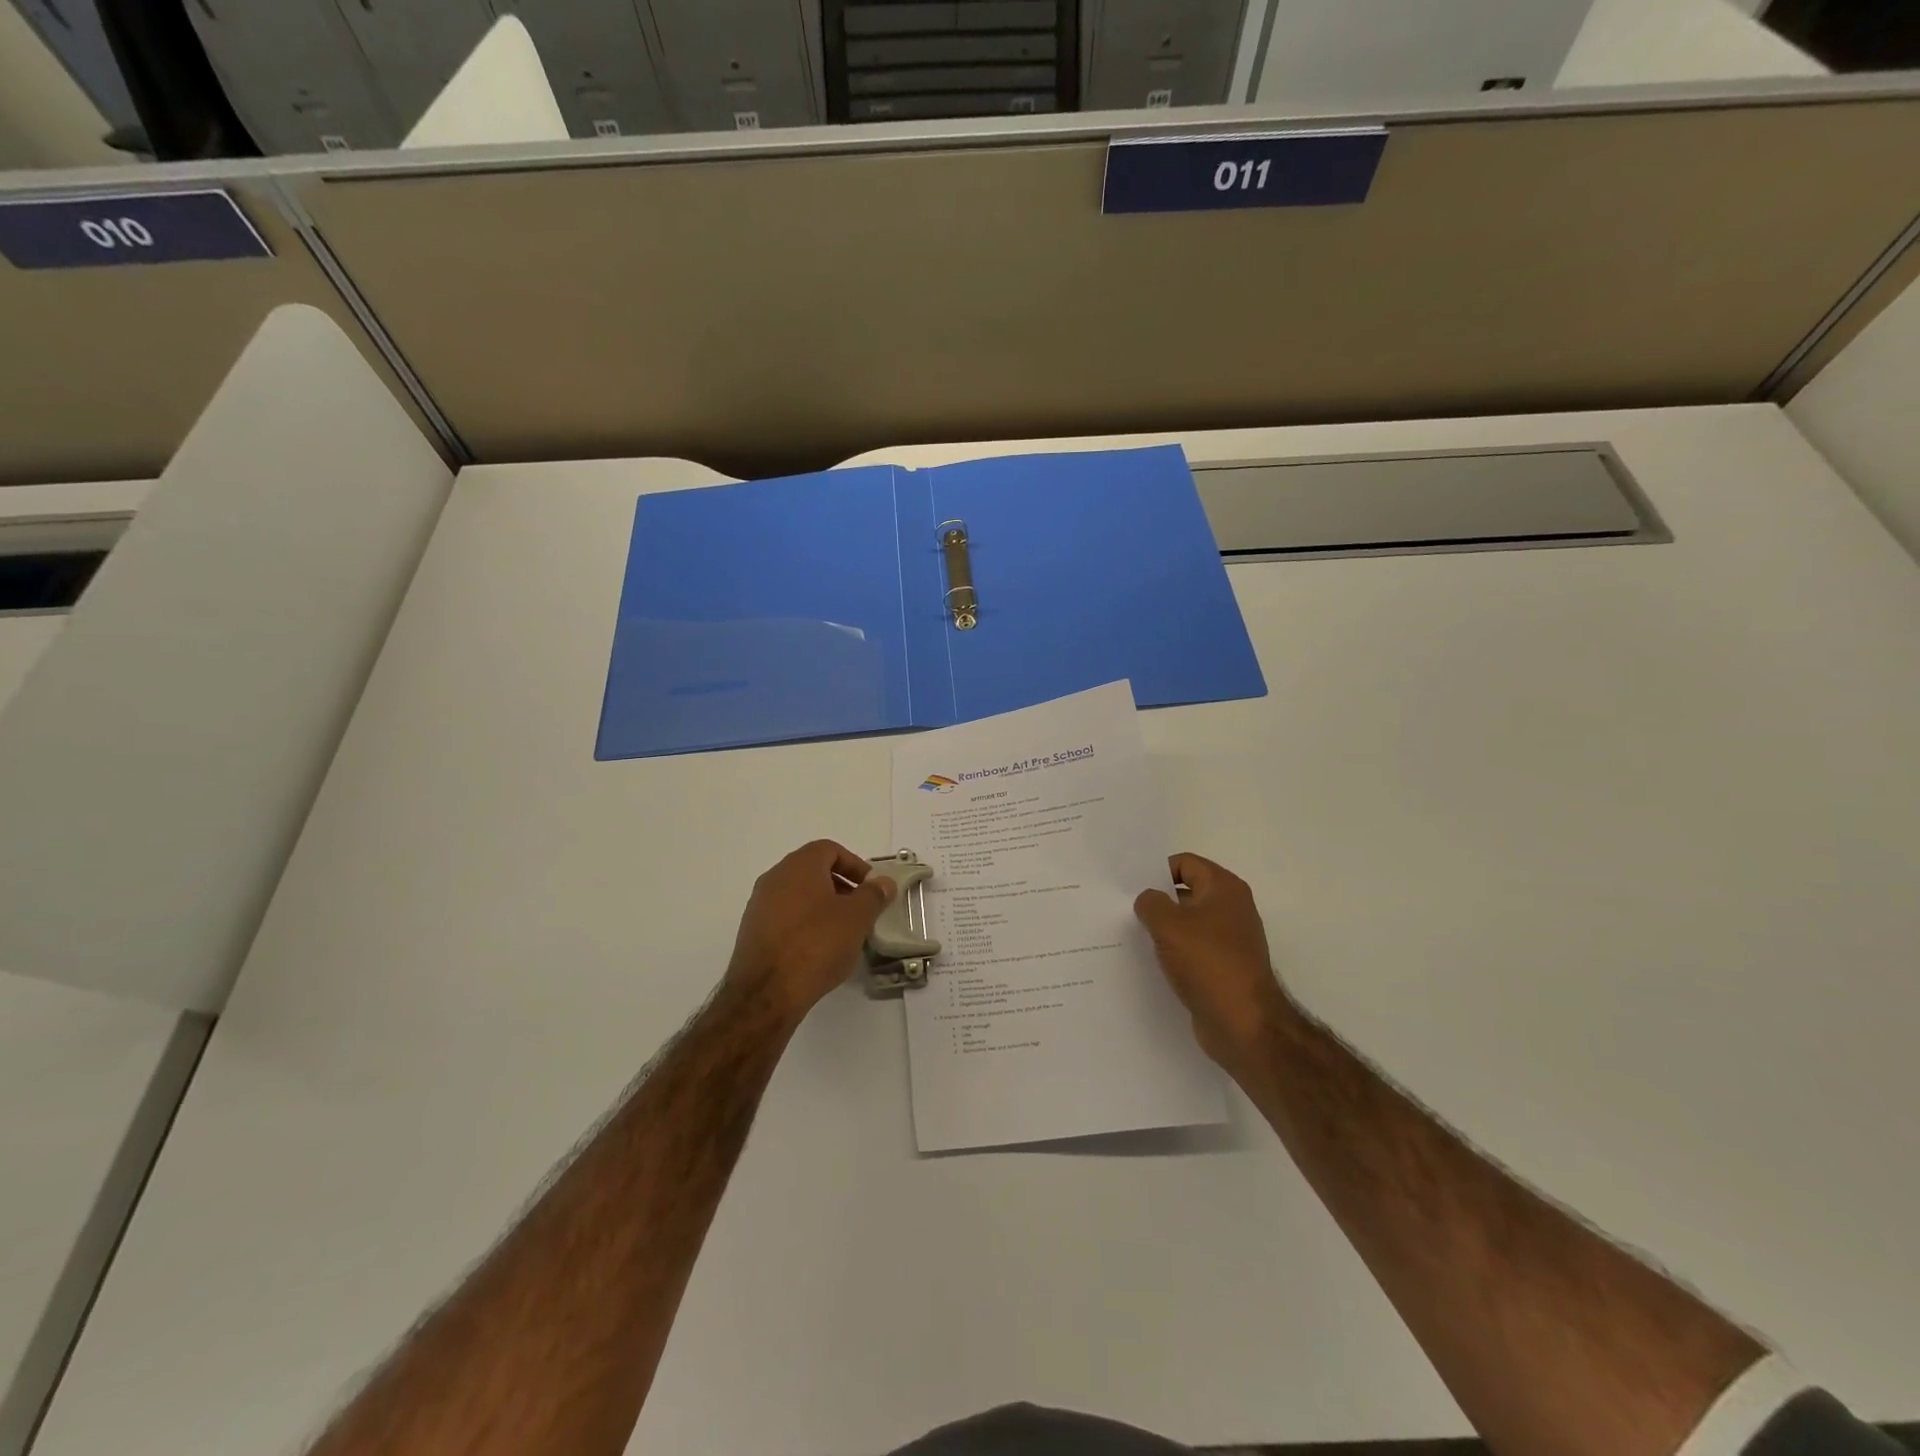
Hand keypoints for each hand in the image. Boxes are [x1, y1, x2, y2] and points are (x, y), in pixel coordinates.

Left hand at [726, 840, 894, 1025]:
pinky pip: (785, 917)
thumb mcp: (857, 918)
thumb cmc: (817, 944)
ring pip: (798, 895)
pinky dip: (805, 924)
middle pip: (813, 871)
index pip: (830, 849)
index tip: (871, 888)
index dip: (855, 865)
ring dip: (823, 906)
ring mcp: (759, 905)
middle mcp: (775, 878)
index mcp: (799, 865)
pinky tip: (819, 950)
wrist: (767, 992)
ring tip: (843, 933)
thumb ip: (873, 895)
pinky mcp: (752, 932)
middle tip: (861, 909)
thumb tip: (883, 882)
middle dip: (841, 886)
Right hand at [1135, 853, 1293, 1078]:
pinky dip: (1173, 953)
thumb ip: (1150, 903)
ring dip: (1163, 929)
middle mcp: (1231, 909)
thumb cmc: (1208, 963)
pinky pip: (1192, 950)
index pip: (1185, 864)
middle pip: (1186, 892)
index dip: (1156, 871)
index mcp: (1224, 888)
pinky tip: (1151, 962)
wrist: (1243, 1024)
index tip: (1129, 886)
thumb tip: (1148, 900)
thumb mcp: (1168, 925)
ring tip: (1131, 935)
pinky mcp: (1223, 968)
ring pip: (1187, 924)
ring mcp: (1229, 940)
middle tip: (1123, 908)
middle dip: (1157, 900)